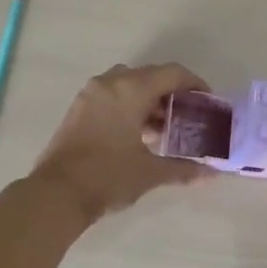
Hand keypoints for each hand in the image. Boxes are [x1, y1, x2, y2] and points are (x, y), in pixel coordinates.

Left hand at [31, 64, 213, 222]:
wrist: (56, 194)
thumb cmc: (108, 176)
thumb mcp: (150, 172)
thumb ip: (183, 168)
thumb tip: (210, 173)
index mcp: (130, 89)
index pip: (171, 74)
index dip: (194, 84)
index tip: (208, 102)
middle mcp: (110, 83)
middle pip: (150, 76)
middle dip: (172, 93)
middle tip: (188, 116)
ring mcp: (90, 94)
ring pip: (129, 85)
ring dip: (149, 100)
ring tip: (164, 129)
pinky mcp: (78, 108)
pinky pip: (112, 95)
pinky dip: (129, 106)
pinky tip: (138, 135)